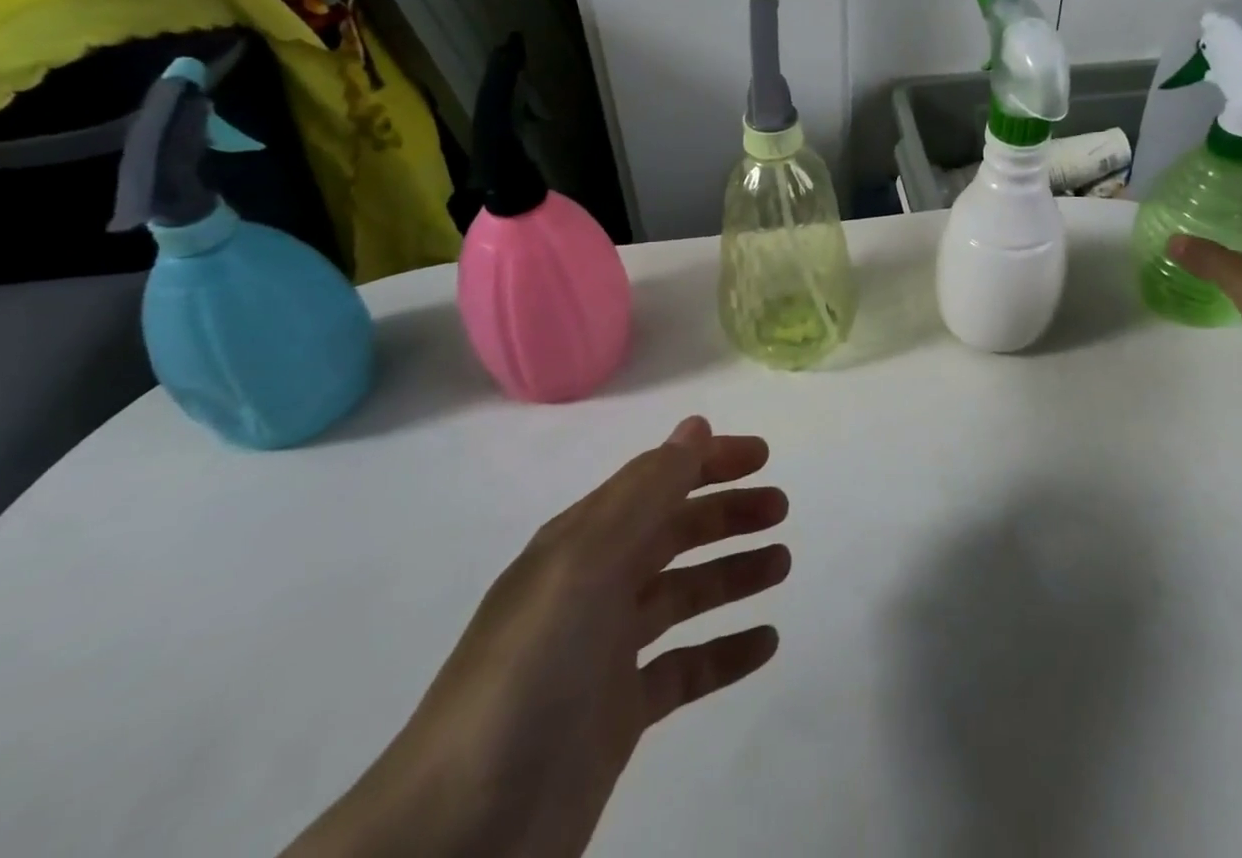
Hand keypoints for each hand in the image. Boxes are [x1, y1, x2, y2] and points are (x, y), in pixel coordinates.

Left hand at [285, 417, 789, 857]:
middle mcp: (593, 587)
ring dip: (732, 573)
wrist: (457, 840)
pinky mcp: (618, 716)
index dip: (707, 462)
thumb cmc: (529, 676)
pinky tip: (764, 643)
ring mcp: (605, 653)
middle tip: (781, 508)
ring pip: (683, 595)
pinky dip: (724, 651)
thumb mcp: (585, 566)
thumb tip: (695, 426)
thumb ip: (646, 493)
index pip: (654, 481)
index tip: (763, 455)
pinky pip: (684, 668)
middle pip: (672, 533)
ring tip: (783, 564)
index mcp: (580, 544)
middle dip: (726, 513)